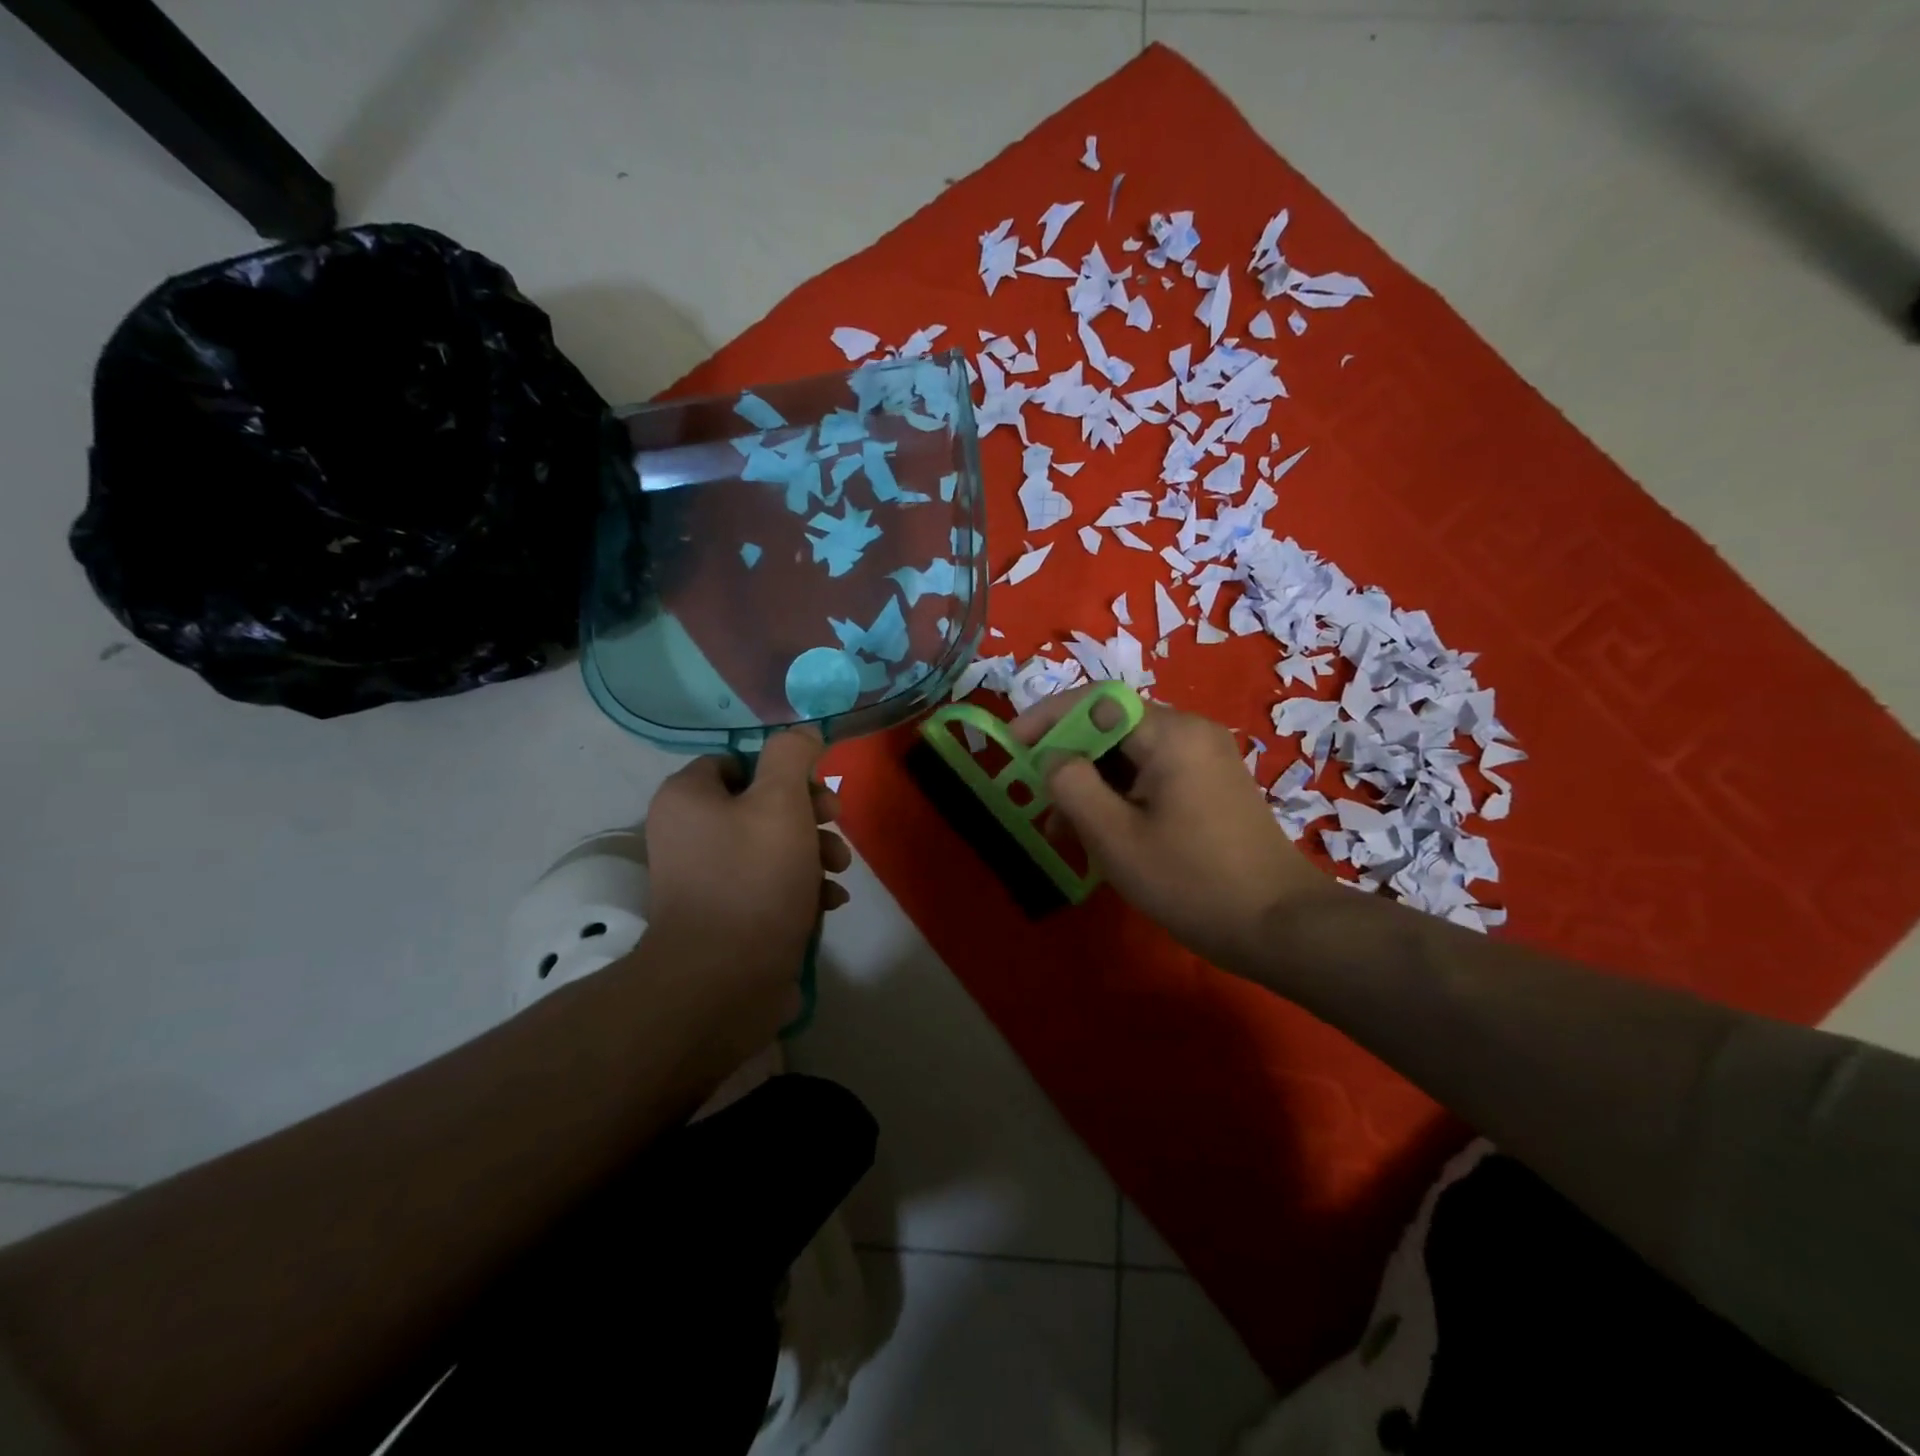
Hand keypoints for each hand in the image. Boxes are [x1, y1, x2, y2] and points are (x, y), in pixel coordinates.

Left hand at [643, 729, 851, 1007]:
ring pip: (772, 846)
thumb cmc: (753, 879)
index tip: (815, 788)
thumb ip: (792, 756)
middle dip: (809, 814)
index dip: (781, 770)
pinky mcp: (728, 916)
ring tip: (839, 871)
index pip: (737, 761)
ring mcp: (707, 878)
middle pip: (760, 803)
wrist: (724, 982)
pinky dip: (802, 888)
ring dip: (814, 852)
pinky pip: (769, 886)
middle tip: (836, 824)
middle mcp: (689, 833)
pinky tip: (830, 902)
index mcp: (689, 798)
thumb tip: (800, 733)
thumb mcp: (781, 802)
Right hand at [1012, 689, 1329, 970]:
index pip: (1096, 701)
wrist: (1281, 926)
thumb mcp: (1115, 838)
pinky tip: (1102, 834)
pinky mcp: (1211, 785)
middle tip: (1037, 799)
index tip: (1011, 745)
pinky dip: (1120, 795)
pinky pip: (1152, 774)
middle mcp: (1190, 732)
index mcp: (1170, 734)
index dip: (1047, 717)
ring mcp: (1205, 758)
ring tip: (1063, 830)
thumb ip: (1072, 786)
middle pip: (1112, 726)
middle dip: (1068, 758)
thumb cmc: (1192, 881)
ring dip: (1091, 782)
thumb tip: (1053, 758)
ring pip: (1130, 754)